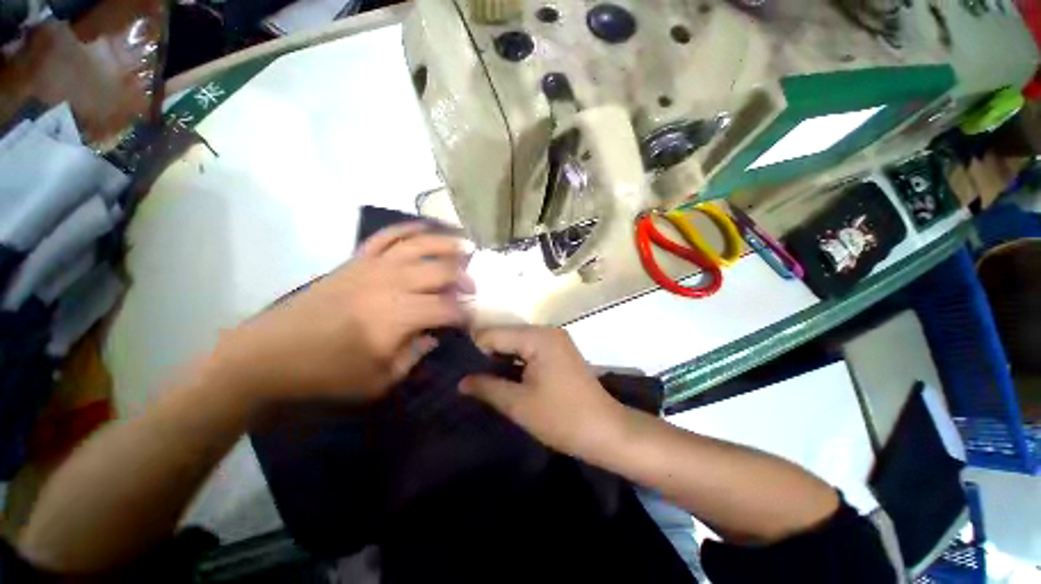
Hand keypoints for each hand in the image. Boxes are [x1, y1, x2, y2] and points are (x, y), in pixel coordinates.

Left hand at [210, 222, 473, 402]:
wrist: (270, 354)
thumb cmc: (327, 373)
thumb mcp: (380, 380)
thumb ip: (415, 356)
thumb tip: (435, 335)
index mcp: (398, 317)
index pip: (448, 308)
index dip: (466, 314)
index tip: (473, 320)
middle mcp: (391, 284)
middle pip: (441, 271)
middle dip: (464, 279)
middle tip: (471, 289)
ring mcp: (373, 267)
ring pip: (420, 245)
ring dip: (448, 244)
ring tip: (466, 247)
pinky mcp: (357, 260)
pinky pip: (388, 236)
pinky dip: (410, 228)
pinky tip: (427, 228)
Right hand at [460, 326, 625, 455]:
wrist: (606, 431)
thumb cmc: (562, 418)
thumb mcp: (518, 404)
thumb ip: (486, 387)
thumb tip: (460, 381)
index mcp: (537, 336)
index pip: (493, 334)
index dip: (473, 352)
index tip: (459, 370)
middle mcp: (547, 330)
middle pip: (505, 336)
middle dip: (487, 355)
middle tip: (468, 377)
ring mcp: (556, 339)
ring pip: (517, 343)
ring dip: (501, 359)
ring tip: (482, 379)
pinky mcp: (560, 351)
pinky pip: (529, 349)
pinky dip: (516, 361)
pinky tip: (506, 376)